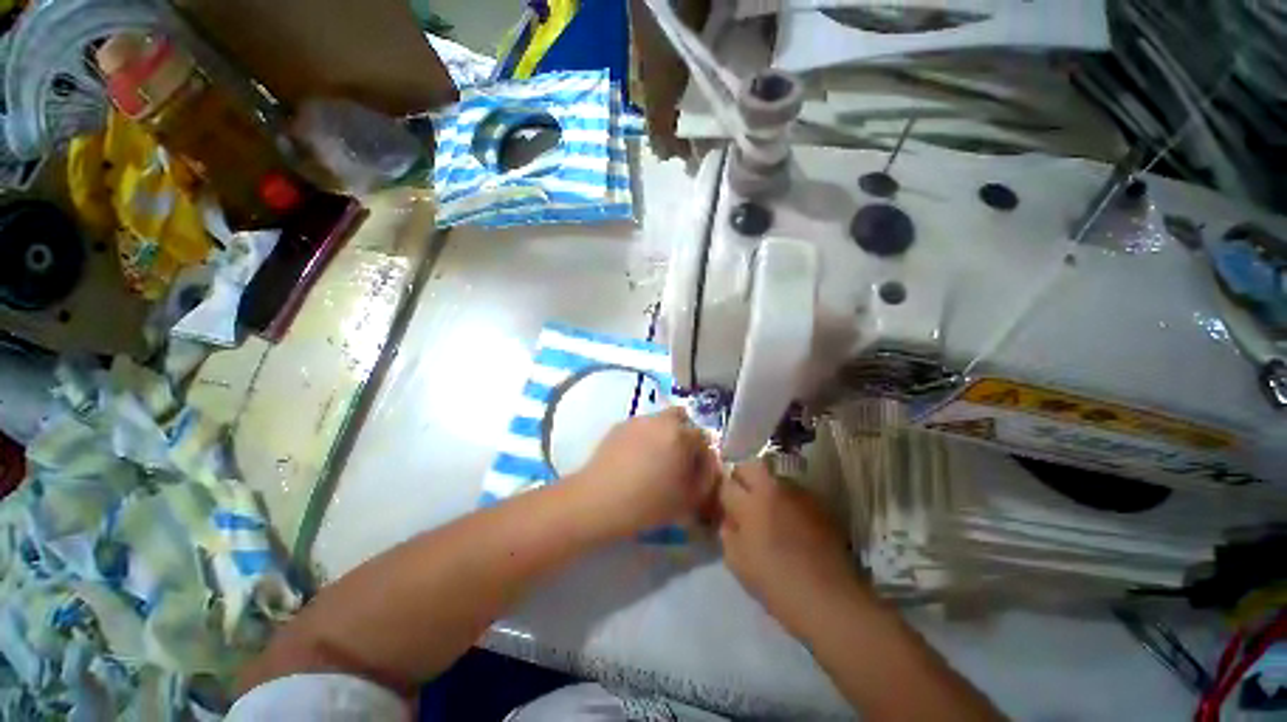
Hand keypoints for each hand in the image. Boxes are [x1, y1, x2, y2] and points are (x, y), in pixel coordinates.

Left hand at [569, 408, 719, 537]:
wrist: (598, 500)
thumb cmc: (647, 503)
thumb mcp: (688, 499)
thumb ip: (706, 480)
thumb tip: (708, 467)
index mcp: (681, 434)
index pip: (703, 438)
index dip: (703, 457)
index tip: (696, 474)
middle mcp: (661, 420)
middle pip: (682, 419)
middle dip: (685, 436)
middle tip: (678, 461)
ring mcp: (638, 420)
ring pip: (660, 421)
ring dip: (664, 435)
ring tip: (655, 460)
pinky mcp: (619, 426)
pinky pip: (641, 427)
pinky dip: (645, 438)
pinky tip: (635, 460)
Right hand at [719, 460, 862, 633]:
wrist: (831, 599)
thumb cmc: (777, 583)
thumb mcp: (738, 562)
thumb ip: (727, 533)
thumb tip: (728, 519)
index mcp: (750, 503)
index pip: (726, 484)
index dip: (721, 495)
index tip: (723, 507)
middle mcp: (773, 489)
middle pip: (749, 467)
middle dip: (741, 479)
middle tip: (741, 500)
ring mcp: (798, 493)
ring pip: (773, 477)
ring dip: (765, 488)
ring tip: (767, 511)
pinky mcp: (818, 503)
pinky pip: (793, 492)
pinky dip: (786, 500)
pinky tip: (789, 521)